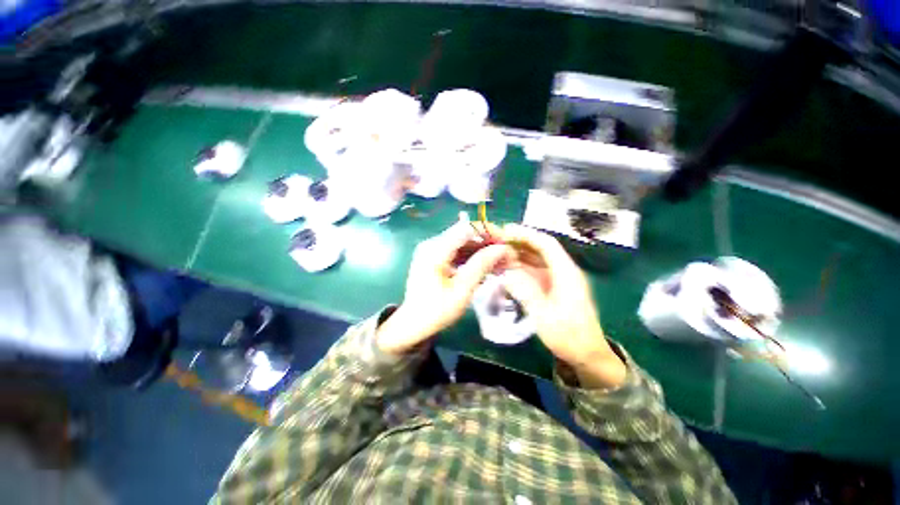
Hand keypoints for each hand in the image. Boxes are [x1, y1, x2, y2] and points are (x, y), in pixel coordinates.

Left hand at [377, 221, 511, 355]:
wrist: (413, 324)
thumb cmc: (436, 310)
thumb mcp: (462, 289)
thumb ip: (481, 265)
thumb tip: (503, 248)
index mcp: (435, 249)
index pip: (466, 228)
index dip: (489, 231)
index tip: (506, 241)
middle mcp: (432, 244)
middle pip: (465, 234)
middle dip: (487, 243)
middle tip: (506, 255)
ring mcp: (432, 250)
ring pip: (463, 243)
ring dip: (481, 251)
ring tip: (500, 263)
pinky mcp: (434, 258)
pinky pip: (457, 252)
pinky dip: (472, 258)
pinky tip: (486, 267)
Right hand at [499, 224, 625, 388]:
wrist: (587, 355)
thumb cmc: (569, 335)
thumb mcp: (544, 316)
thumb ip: (525, 292)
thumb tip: (506, 273)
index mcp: (566, 273)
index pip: (546, 244)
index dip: (527, 234)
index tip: (507, 230)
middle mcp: (564, 271)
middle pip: (541, 249)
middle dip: (519, 242)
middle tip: (497, 240)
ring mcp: (559, 279)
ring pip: (537, 259)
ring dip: (519, 254)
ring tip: (499, 251)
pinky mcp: (554, 287)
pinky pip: (536, 271)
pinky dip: (522, 267)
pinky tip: (508, 268)